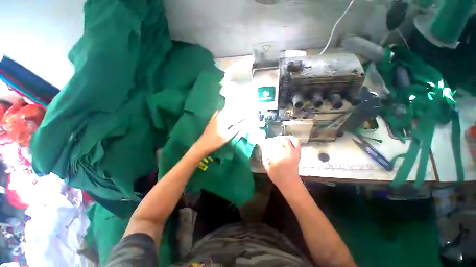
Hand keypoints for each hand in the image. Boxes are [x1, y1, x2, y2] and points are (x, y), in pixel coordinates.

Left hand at [194, 110, 245, 154]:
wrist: (203, 144)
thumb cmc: (216, 141)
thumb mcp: (228, 136)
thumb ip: (236, 128)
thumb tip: (245, 123)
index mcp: (224, 119)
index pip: (235, 116)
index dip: (242, 116)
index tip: (248, 115)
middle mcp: (219, 116)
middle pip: (230, 112)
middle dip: (237, 111)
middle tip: (244, 111)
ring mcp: (214, 118)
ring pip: (224, 112)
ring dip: (230, 111)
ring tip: (236, 110)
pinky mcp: (211, 121)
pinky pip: (217, 113)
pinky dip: (222, 112)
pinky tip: (223, 111)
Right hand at [260, 136, 300, 189]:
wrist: (290, 182)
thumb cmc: (277, 176)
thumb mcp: (267, 167)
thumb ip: (264, 156)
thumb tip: (263, 146)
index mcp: (276, 159)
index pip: (268, 146)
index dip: (263, 143)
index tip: (260, 143)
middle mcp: (285, 154)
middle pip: (276, 141)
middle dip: (270, 141)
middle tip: (267, 143)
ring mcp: (292, 152)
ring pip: (284, 139)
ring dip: (278, 138)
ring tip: (275, 140)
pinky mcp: (297, 152)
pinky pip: (295, 141)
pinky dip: (290, 138)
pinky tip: (285, 139)